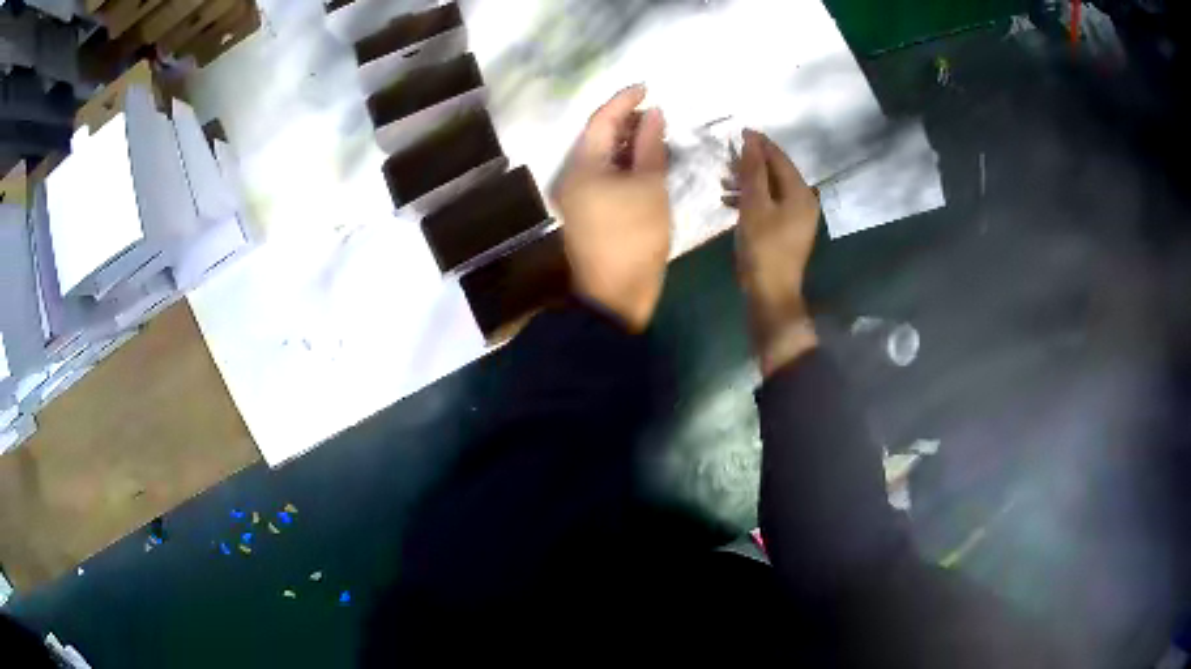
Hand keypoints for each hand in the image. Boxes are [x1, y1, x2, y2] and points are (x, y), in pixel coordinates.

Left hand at [552, 85, 670, 331]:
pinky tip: (644, 159)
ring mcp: (575, 193)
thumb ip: (650, 144)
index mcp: (582, 165)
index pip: (601, 120)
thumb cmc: (635, 237)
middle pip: (598, 136)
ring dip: (626, 141)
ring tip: (656, 132)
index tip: (647, 87)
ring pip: (601, 155)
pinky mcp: (585, 209)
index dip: (624, 100)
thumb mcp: (650, 186)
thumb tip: (653, 112)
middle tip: (657, 113)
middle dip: (626, 119)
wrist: (616, 294)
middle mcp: (571, 174)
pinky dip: (623, 162)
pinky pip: (603, 173)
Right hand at [724, 129, 820, 376]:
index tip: (738, 131)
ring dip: (748, 182)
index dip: (759, 143)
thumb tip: (751, 139)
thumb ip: (753, 170)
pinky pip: (770, 204)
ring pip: (771, 188)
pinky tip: (731, 202)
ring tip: (723, 182)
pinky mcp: (787, 229)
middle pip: (777, 171)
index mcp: (800, 192)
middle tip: (726, 159)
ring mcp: (797, 217)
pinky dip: (752, 199)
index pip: (780, 157)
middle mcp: (804, 201)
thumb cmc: (763, 248)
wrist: (771, 293)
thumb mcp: (754, 205)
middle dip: (751, 163)